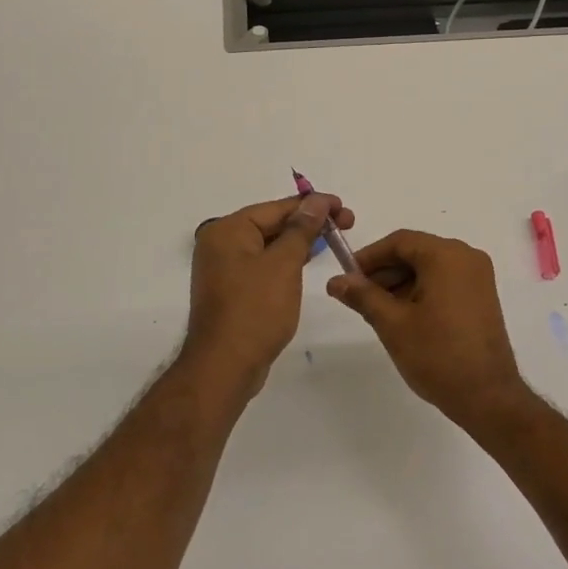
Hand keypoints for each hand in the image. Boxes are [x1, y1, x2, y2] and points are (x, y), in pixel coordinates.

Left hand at [183, 194, 354, 401]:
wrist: (225, 367)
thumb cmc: (256, 310)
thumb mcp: (284, 264)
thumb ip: (302, 229)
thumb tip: (316, 201)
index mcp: (228, 230)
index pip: (277, 208)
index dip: (314, 205)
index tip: (343, 207)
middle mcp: (221, 244)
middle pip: (272, 223)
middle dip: (309, 223)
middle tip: (346, 225)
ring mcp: (224, 268)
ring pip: (269, 245)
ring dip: (299, 241)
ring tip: (332, 240)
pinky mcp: (232, 290)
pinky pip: (263, 264)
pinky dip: (285, 261)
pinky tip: (306, 261)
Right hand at [327, 230, 528, 425]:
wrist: (488, 397)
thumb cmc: (437, 355)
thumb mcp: (392, 324)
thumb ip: (363, 296)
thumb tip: (336, 281)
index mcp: (446, 256)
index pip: (399, 241)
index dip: (369, 256)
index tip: (347, 277)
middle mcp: (466, 257)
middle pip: (415, 252)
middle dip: (384, 272)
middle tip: (358, 298)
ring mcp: (478, 277)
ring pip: (429, 268)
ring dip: (401, 283)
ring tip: (377, 312)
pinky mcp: (481, 297)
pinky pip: (444, 281)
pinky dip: (421, 291)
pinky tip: (403, 317)